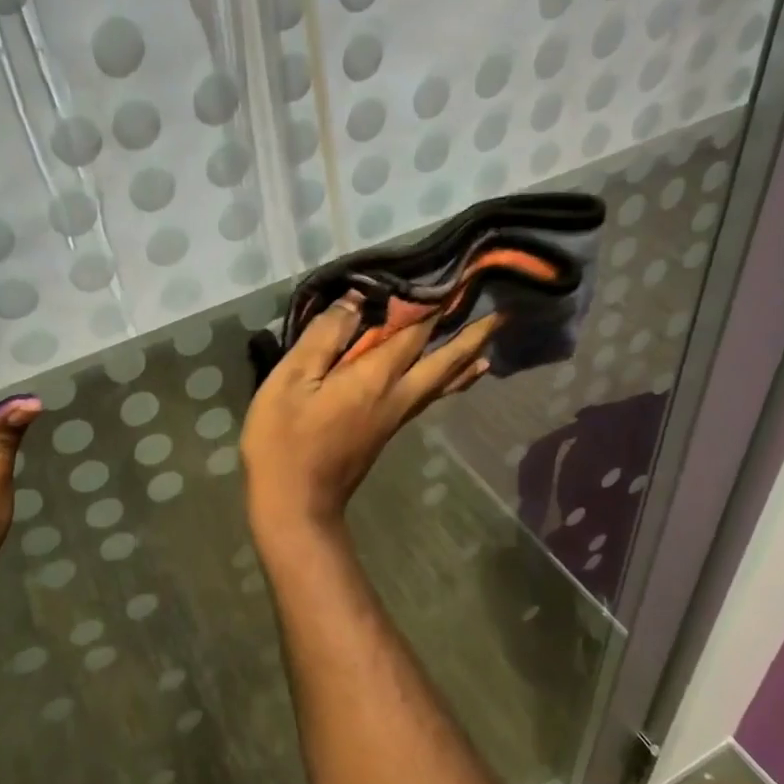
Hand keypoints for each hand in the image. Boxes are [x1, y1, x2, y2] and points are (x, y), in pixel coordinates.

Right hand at [241, 297, 498, 533]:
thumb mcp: (292, 380)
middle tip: (499, 315)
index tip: (456, 278)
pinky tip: (452, 382)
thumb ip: (324, 337)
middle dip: (471, 337)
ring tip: (487, 347)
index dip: (433, 305)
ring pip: (441, 384)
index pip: (414, 332)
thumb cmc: (284, 439)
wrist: (295, 505)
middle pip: (443, 362)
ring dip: (465, 361)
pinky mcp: (386, 434)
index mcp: (375, 377)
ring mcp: (394, 418)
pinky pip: (427, 398)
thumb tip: (355, 300)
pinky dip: (448, 383)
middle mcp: (396, 396)